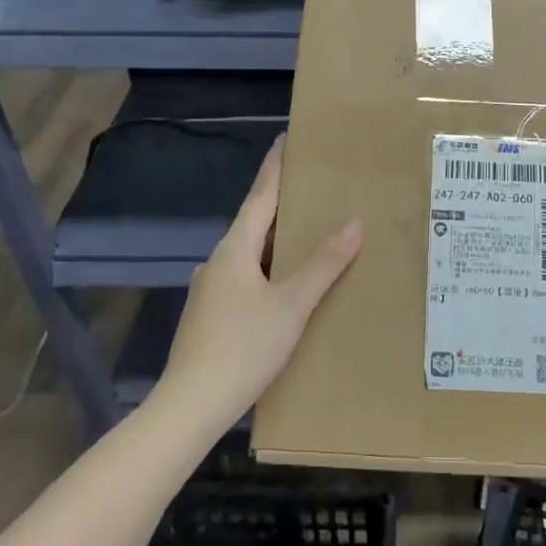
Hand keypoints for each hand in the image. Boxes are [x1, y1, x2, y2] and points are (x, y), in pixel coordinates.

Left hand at [157, 137, 363, 430]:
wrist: (190, 405)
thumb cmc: (243, 347)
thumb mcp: (292, 305)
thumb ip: (323, 264)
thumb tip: (355, 223)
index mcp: (235, 250)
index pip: (260, 197)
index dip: (274, 168)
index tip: (285, 140)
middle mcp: (217, 261)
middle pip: (253, 223)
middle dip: (280, 204)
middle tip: (311, 188)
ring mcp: (209, 289)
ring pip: (248, 253)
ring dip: (275, 240)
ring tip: (306, 234)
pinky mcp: (209, 315)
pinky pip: (244, 277)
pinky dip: (266, 268)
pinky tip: (283, 285)